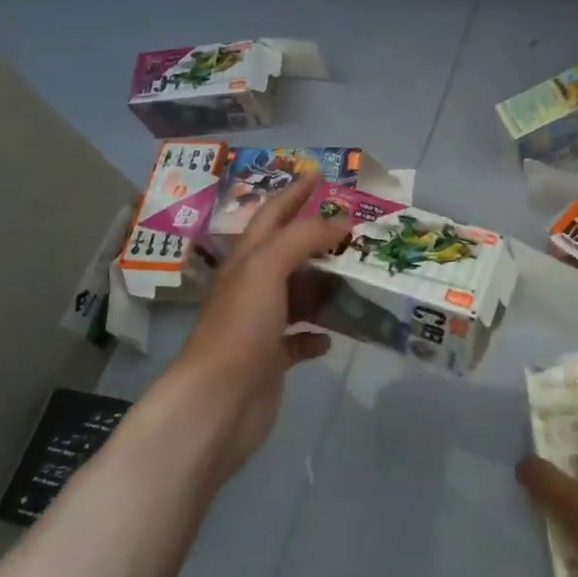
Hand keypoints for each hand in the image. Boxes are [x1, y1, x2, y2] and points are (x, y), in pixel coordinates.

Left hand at [173, 172, 351, 476]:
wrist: (219, 401)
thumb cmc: (241, 326)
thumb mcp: (267, 268)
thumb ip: (303, 237)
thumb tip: (340, 220)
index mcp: (247, 260)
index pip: (273, 214)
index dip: (295, 193)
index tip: (320, 175)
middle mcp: (251, 287)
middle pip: (289, 253)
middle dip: (319, 238)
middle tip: (356, 228)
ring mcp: (260, 324)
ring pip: (298, 294)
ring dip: (325, 285)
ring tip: (358, 276)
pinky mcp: (271, 358)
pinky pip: (299, 339)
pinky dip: (317, 333)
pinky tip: (334, 334)